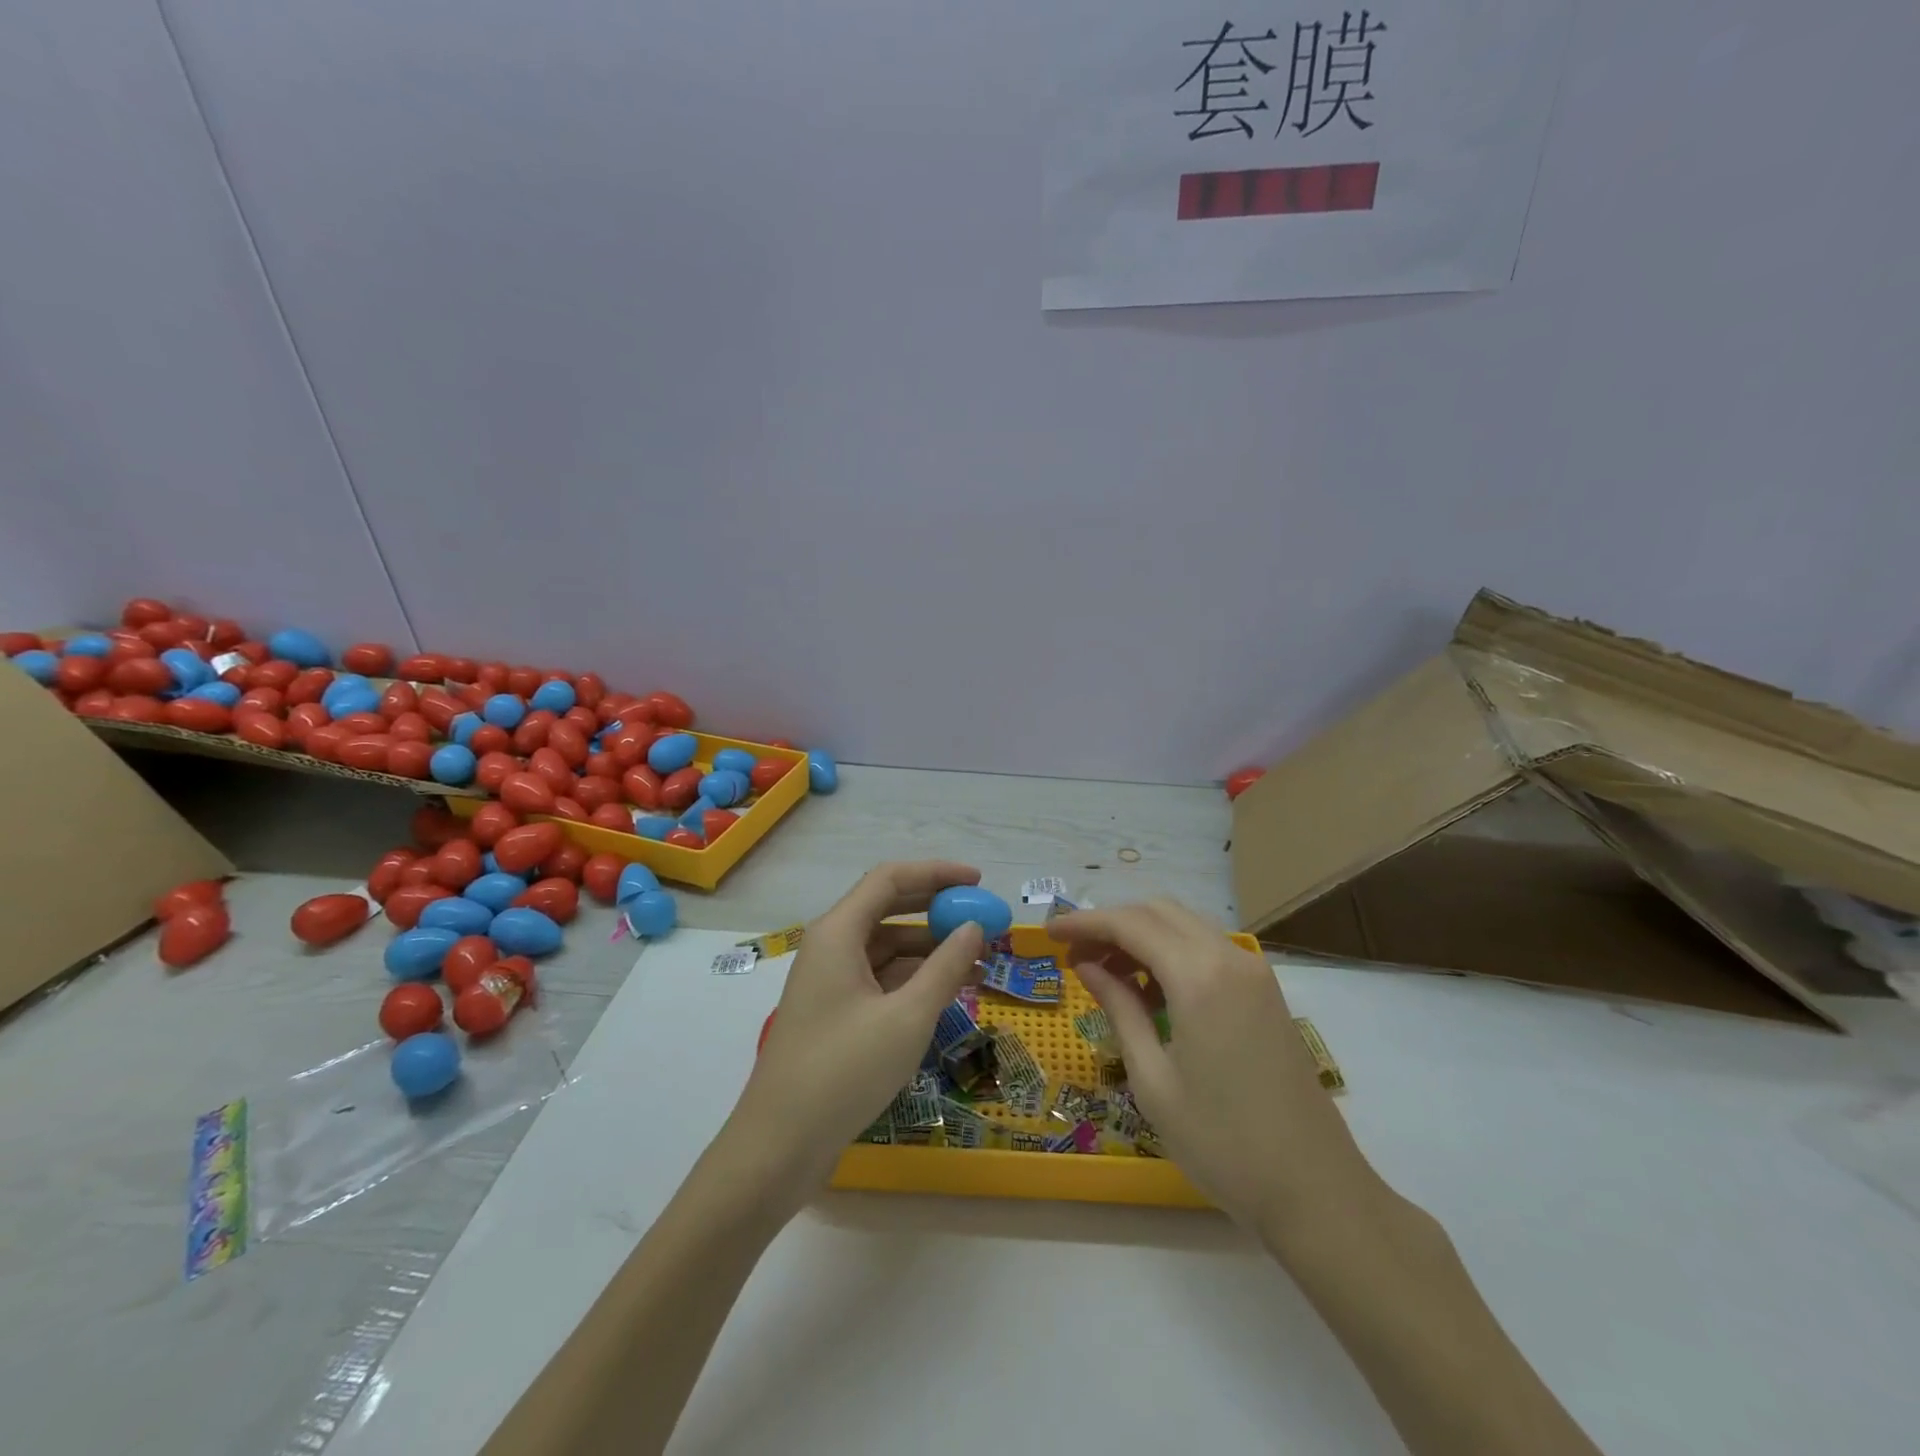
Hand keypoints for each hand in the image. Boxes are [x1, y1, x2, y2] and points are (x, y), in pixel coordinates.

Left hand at [727, 862, 985, 1196]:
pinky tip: (948, 992)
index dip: (936, 873)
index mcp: (838, 932)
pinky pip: (880, 978)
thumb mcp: (907, 1018)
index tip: (978, 882)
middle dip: (937, 911)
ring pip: (887, 947)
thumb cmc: (844, 1072)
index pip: (890, 879)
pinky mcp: (835, 1012)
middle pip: (888, 909)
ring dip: (930, 949)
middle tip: (983, 920)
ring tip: (978, 962)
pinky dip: (914, 979)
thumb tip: (975, 928)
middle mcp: (831, 946)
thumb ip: (945, 967)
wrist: (779, 1146)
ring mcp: (831, 980)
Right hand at [1050, 898, 1377, 1232]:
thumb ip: (1119, 1008)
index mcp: (1199, 976)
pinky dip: (1171, 953)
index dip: (1084, 922)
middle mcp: (1229, 957)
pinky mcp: (1265, 991)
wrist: (1315, 1190)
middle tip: (1075, 955)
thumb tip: (1087, 966)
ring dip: (1141, 936)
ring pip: (1184, 926)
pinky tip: (1149, 990)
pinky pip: (1207, 949)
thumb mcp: (1153, 1078)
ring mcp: (1253, 972)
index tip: (1049, 933)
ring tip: (1106, 973)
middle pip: (1158, 912)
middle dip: (1111, 924)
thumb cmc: (1222, 1143)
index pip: (1129, 924)